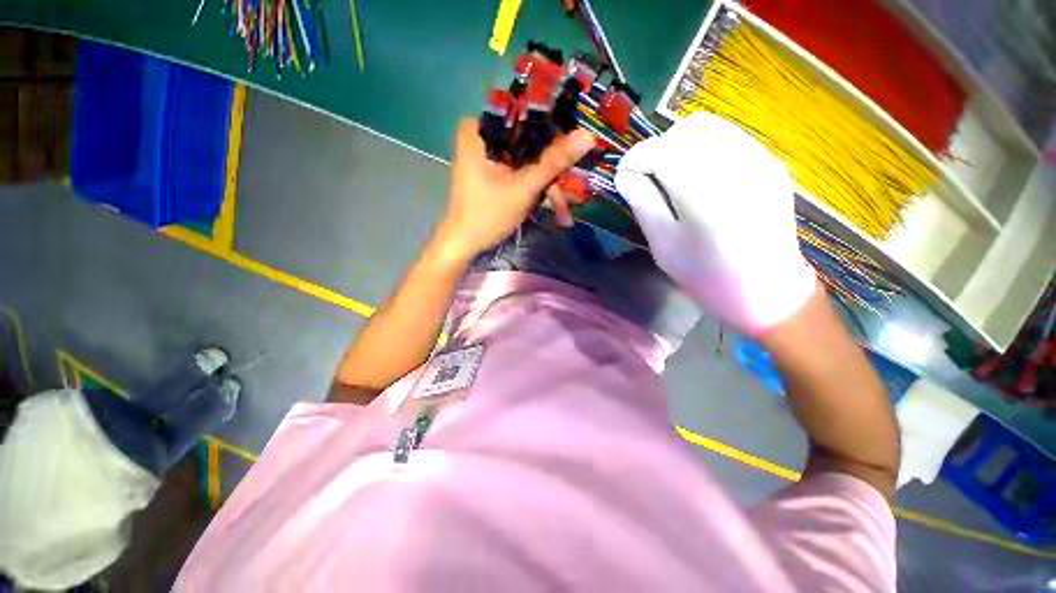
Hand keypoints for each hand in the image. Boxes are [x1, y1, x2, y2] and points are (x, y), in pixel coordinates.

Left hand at [437, 119, 595, 260]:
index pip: (525, 116)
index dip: (554, 131)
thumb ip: (553, 162)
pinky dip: (536, 188)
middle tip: (572, 193)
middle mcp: (482, 135)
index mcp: (479, 130)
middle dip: (552, 171)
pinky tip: (552, 209)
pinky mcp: (494, 170)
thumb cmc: (487, 216)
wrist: (465, 243)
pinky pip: (522, 170)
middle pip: (529, 142)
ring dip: (547, 186)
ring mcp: (488, 154)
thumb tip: (587, 135)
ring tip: (564, 214)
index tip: (575, 149)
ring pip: (528, 160)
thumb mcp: (523, 189)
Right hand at [614, 113, 817, 335]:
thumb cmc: (706, 275)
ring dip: (683, 145)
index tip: (626, 175)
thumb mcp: (664, 245)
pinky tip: (702, 178)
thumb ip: (643, 203)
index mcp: (703, 192)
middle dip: (661, 147)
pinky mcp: (770, 164)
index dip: (637, 158)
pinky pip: (730, 138)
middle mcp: (736, 166)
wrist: (767, 290)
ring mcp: (759, 161)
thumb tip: (626, 174)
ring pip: (711, 127)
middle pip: (687, 129)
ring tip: (675, 176)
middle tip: (652, 177)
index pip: (661, 151)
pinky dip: (706, 148)